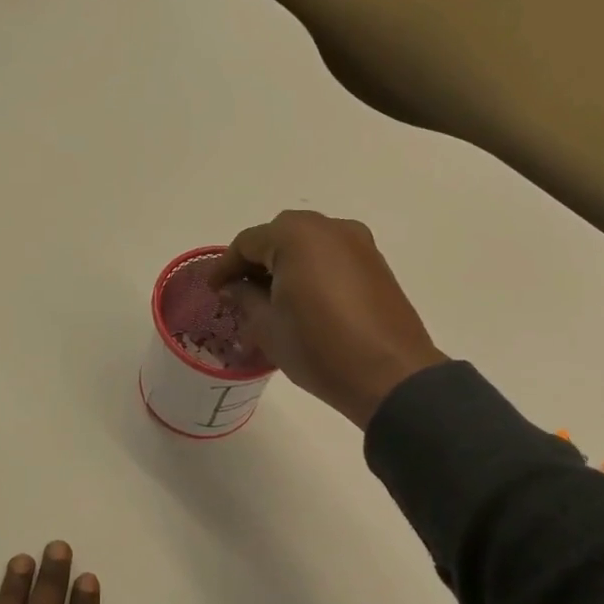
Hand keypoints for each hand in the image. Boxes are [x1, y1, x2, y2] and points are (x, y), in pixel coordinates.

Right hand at [208, 211, 446, 429]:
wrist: (390, 376)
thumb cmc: (318, 348)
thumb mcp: (268, 326)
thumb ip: (245, 297)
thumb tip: (234, 286)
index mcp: (296, 235)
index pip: (247, 242)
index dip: (225, 267)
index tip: (213, 290)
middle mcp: (329, 227)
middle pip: (279, 236)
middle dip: (256, 262)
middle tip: (239, 293)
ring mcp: (359, 243)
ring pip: (309, 245)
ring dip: (285, 265)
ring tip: (270, 299)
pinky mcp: (376, 264)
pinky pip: (332, 257)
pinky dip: (312, 271)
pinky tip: (303, 300)